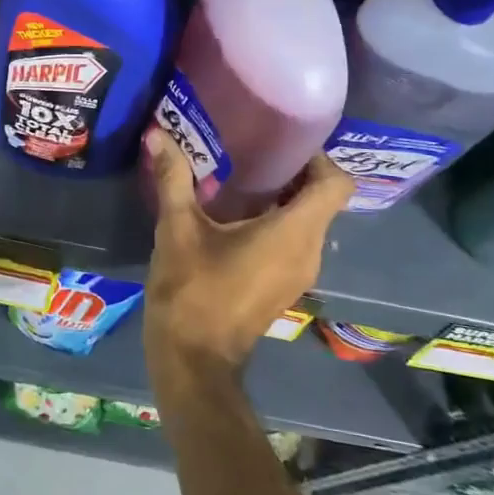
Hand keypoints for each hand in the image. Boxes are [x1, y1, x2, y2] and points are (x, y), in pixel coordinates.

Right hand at [141, 127, 351, 383]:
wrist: (193, 362)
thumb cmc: (192, 291)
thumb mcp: (177, 229)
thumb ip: (173, 178)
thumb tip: (157, 133)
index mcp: (294, 233)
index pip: (336, 184)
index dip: (319, 157)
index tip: (284, 142)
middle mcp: (308, 251)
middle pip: (323, 199)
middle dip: (294, 170)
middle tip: (255, 147)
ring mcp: (299, 273)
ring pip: (309, 221)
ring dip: (284, 196)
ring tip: (243, 174)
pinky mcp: (284, 285)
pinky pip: (294, 240)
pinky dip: (277, 220)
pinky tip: (236, 213)